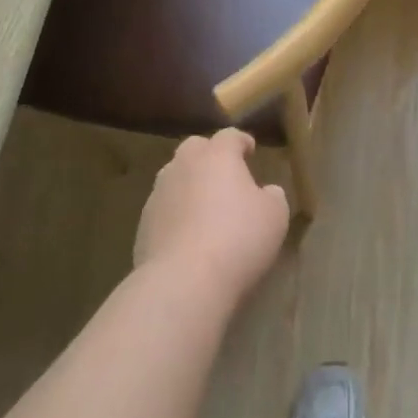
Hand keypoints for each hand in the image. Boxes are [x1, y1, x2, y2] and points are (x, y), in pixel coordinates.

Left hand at [134, 129, 288, 305]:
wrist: (183, 281)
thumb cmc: (238, 239)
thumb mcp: (274, 216)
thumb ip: (272, 196)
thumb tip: (266, 191)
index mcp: (217, 156)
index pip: (229, 136)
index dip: (242, 141)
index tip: (250, 150)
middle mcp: (183, 166)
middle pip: (195, 148)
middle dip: (210, 156)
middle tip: (225, 175)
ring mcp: (158, 194)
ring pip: (175, 177)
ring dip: (190, 184)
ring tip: (205, 206)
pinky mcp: (143, 224)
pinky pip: (164, 208)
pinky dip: (176, 214)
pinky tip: (188, 236)